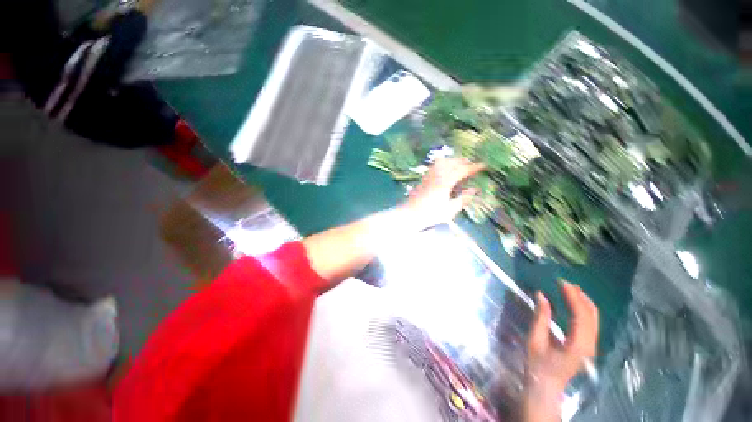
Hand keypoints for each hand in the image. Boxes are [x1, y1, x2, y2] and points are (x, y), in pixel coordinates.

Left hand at [403, 158, 484, 229]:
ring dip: (453, 161)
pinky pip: (435, 165)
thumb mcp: (449, 210)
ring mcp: (428, 175)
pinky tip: (446, 170)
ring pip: (443, 161)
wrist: (409, 214)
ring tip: (460, 166)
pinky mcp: (423, 177)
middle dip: (464, 162)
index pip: (462, 170)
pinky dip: (444, 164)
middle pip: (452, 162)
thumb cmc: (430, 214)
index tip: (484, 165)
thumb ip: (463, 199)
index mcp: (445, 182)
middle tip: (472, 165)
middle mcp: (436, 174)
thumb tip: (474, 190)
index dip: (474, 167)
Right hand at [523, 282, 598, 421]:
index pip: (580, 316)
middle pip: (591, 316)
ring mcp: (591, 346)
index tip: (562, 283)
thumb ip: (541, 317)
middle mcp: (589, 345)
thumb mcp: (535, 339)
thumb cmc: (538, 363)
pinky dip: (583, 309)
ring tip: (570, 288)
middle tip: (564, 283)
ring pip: (593, 319)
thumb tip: (541, 295)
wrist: (547, 385)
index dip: (573, 297)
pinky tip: (574, 302)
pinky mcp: (588, 345)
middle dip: (579, 296)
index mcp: (577, 345)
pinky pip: (590, 323)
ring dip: (583, 302)